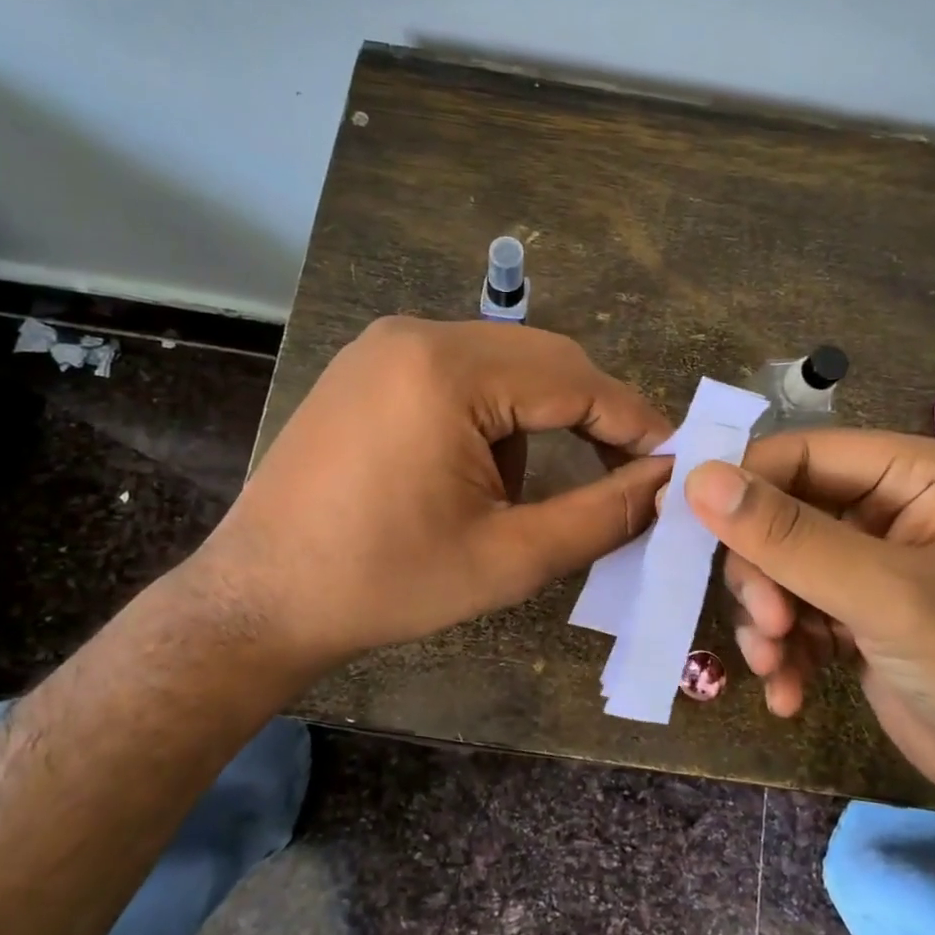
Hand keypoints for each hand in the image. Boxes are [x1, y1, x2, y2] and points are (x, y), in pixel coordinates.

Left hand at [195, 317, 671, 677]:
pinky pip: (458, 372)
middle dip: (589, 416)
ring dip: (535, 419)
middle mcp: (415, 335)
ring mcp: (384, 345)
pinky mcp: (367, 366)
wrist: (259, 599)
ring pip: (503, 365)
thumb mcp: (509, 558)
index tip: (676, 460)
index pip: (576, 379)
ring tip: (516, 494)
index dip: (634, 421)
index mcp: (448, 372)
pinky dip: (489, 415)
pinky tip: (469, 472)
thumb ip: (603, 515)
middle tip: (623, 474)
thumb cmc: (385, 584)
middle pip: (542, 360)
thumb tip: (668, 483)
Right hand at [684, 430, 934, 822]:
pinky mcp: (850, 614)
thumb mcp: (885, 595)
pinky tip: (789, 693)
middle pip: (777, 514)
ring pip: (774, 568)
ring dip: (766, 619)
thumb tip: (698, 479)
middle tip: (768, 623)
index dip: (739, 484)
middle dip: (761, 573)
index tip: (682, 524)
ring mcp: (864, 565)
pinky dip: (781, 651)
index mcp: (908, 474)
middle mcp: (882, 508)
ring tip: (777, 664)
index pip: (798, 454)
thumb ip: (789, 537)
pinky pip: (789, 613)